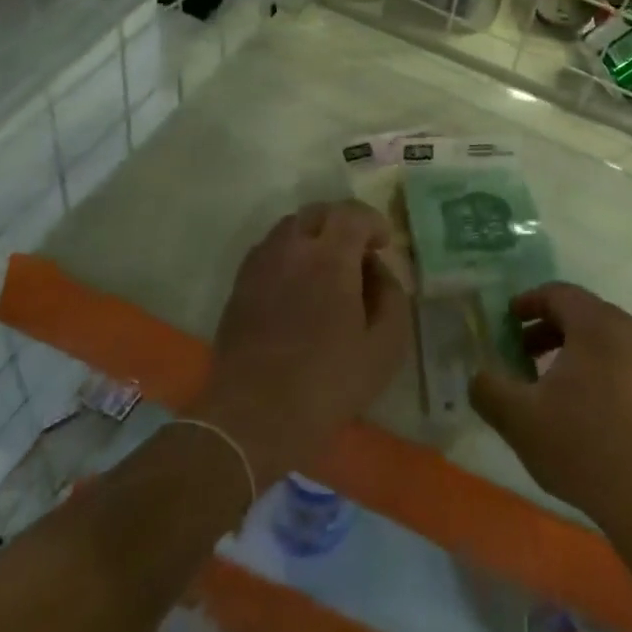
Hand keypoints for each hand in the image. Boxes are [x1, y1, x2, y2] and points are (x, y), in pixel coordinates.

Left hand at [195, 202, 410, 486]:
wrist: (253, 419)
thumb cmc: (327, 383)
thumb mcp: (385, 347)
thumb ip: (392, 297)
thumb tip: (379, 271)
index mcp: (330, 257)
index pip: (352, 214)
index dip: (373, 222)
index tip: (383, 245)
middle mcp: (291, 249)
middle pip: (318, 212)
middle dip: (342, 222)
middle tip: (358, 250)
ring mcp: (260, 266)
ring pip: (289, 228)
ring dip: (313, 236)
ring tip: (327, 267)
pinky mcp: (239, 287)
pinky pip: (268, 252)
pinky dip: (289, 254)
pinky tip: (298, 287)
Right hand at [469, 283, 631, 535]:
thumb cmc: (582, 444)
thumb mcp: (520, 419)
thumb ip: (489, 390)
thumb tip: (478, 376)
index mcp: (597, 323)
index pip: (559, 293)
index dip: (529, 302)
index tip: (507, 320)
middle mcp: (628, 328)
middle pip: (581, 312)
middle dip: (546, 328)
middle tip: (519, 353)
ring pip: (601, 336)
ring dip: (569, 348)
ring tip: (543, 382)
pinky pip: (619, 356)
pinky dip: (593, 363)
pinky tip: (577, 402)